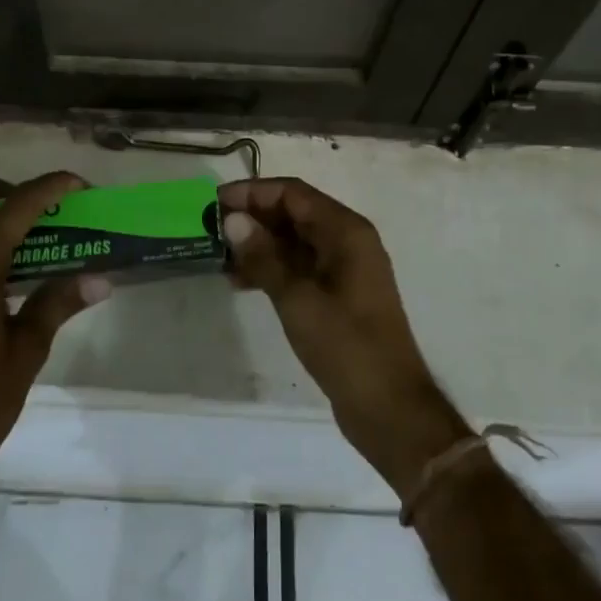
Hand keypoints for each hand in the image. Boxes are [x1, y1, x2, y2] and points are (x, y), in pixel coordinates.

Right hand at [221, 178, 469, 493]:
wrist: (389, 408)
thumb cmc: (345, 346)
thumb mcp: (297, 298)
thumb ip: (263, 256)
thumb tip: (232, 219)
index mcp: (346, 231)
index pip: (293, 193)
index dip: (253, 192)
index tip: (215, 203)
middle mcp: (348, 241)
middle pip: (294, 213)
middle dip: (253, 218)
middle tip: (211, 230)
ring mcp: (344, 269)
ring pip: (294, 241)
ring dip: (259, 244)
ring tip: (220, 258)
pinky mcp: (338, 294)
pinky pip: (300, 266)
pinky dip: (272, 268)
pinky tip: (241, 282)